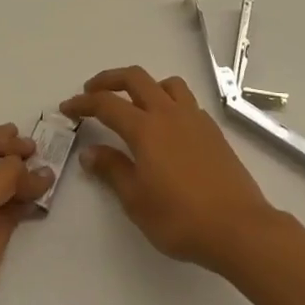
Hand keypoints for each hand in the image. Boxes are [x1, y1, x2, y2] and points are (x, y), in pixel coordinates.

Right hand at [61, 68, 279, 273]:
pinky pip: (185, 100)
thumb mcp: (136, 201)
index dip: (83, 103)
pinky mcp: (212, 129)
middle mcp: (169, 113)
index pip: (107, 104)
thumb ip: (112, 170)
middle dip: (109, 80)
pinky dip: (167, 101)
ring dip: (144, 85)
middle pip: (135, 78)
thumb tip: (91, 152)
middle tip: (92, 92)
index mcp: (146, 129)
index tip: (67, 107)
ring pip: (165, 83)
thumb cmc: (180, 218)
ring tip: (133, 104)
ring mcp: (194, 118)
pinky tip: (166, 126)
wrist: (237, 226)